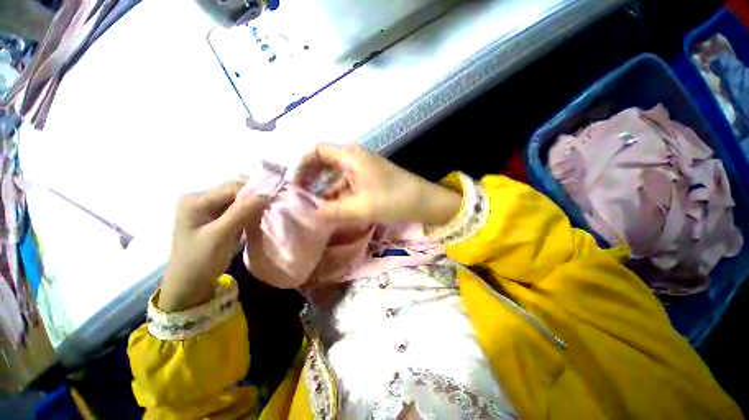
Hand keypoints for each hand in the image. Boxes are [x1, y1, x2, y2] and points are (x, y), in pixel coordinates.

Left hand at [159, 178, 268, 311]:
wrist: (188, 286)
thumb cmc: (200, 261)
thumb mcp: (221, 235)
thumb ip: (241, 212)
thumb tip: (266, 193)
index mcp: (196, 200)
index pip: (232, 187)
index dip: (255, 191)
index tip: (276, 199)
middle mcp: (200, 199)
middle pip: (235, 191)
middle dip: (255, 198)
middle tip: (272, 208)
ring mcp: (206, 208)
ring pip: (237, 200)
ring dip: (253, 206)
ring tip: (267, 214)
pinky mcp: (213, 218)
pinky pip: (236, 209)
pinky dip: (248, 213)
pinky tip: (256, 220)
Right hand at [299, 144, 460, 224]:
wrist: (422, 201)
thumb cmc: (393, 199)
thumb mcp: (360, 207)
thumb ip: (332, 211)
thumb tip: (310, 214)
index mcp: (350, 155)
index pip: (317, 150)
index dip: (302, 165)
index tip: (295, 185)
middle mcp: (354, 156)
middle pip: (323, 161)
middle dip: (310, 178)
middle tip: (300, 197)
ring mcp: (362, 167)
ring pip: (335, 174)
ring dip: (323, 188)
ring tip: (313, 206)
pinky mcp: (368, 178)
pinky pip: (346, 182)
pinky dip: (336, 193)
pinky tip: (331, 207)